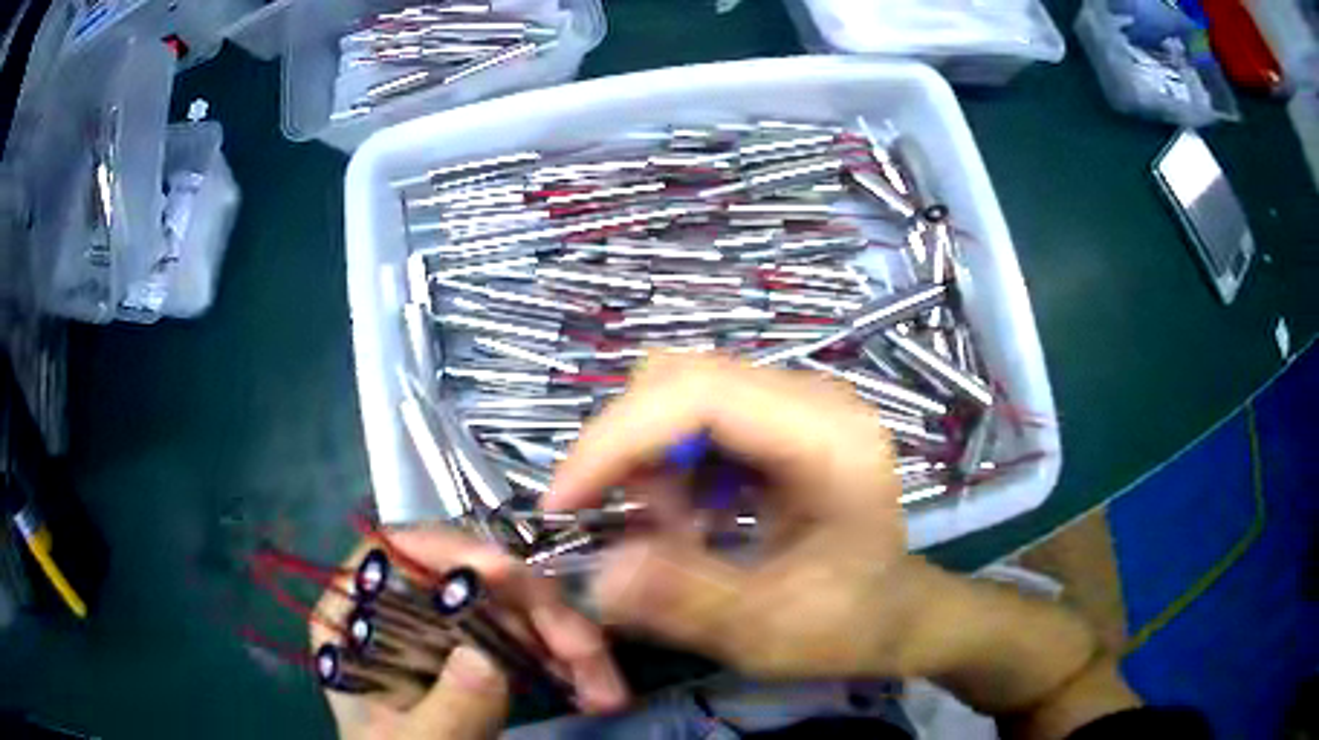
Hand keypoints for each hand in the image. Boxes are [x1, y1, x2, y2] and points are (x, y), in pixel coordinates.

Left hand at [310, 529, 627, 739]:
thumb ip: (446, 709)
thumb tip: (489, 658)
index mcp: (356, 612)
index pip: (396, 551)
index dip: (450, 550)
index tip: (507, 575)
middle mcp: (401, 603)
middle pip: (470, 573)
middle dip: (535, 608)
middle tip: (586, 651)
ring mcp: (443, 621)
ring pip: (511, 602)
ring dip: (564, 638)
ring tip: (604, 687)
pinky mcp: (477, 644)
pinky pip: (527, 633)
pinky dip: (563, 656)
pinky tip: (591, 685)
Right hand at [548, 354, 1139, 739]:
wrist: (896, 611)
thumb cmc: (851, 623)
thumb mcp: (770, 632)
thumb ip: (687, 602)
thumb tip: (598, 573)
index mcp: (828, 438)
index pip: (698, 392)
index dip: (616, 437)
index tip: (563, 502)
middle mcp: (811, 398)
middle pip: (680, 378)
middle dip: (629, 451)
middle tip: (635, 529)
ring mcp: (795, 402)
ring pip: (678, 392)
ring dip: (648, 460)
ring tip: (674, 532)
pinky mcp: (777, 419)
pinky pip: (693, 416)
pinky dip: (667, 464)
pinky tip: (691, 517)